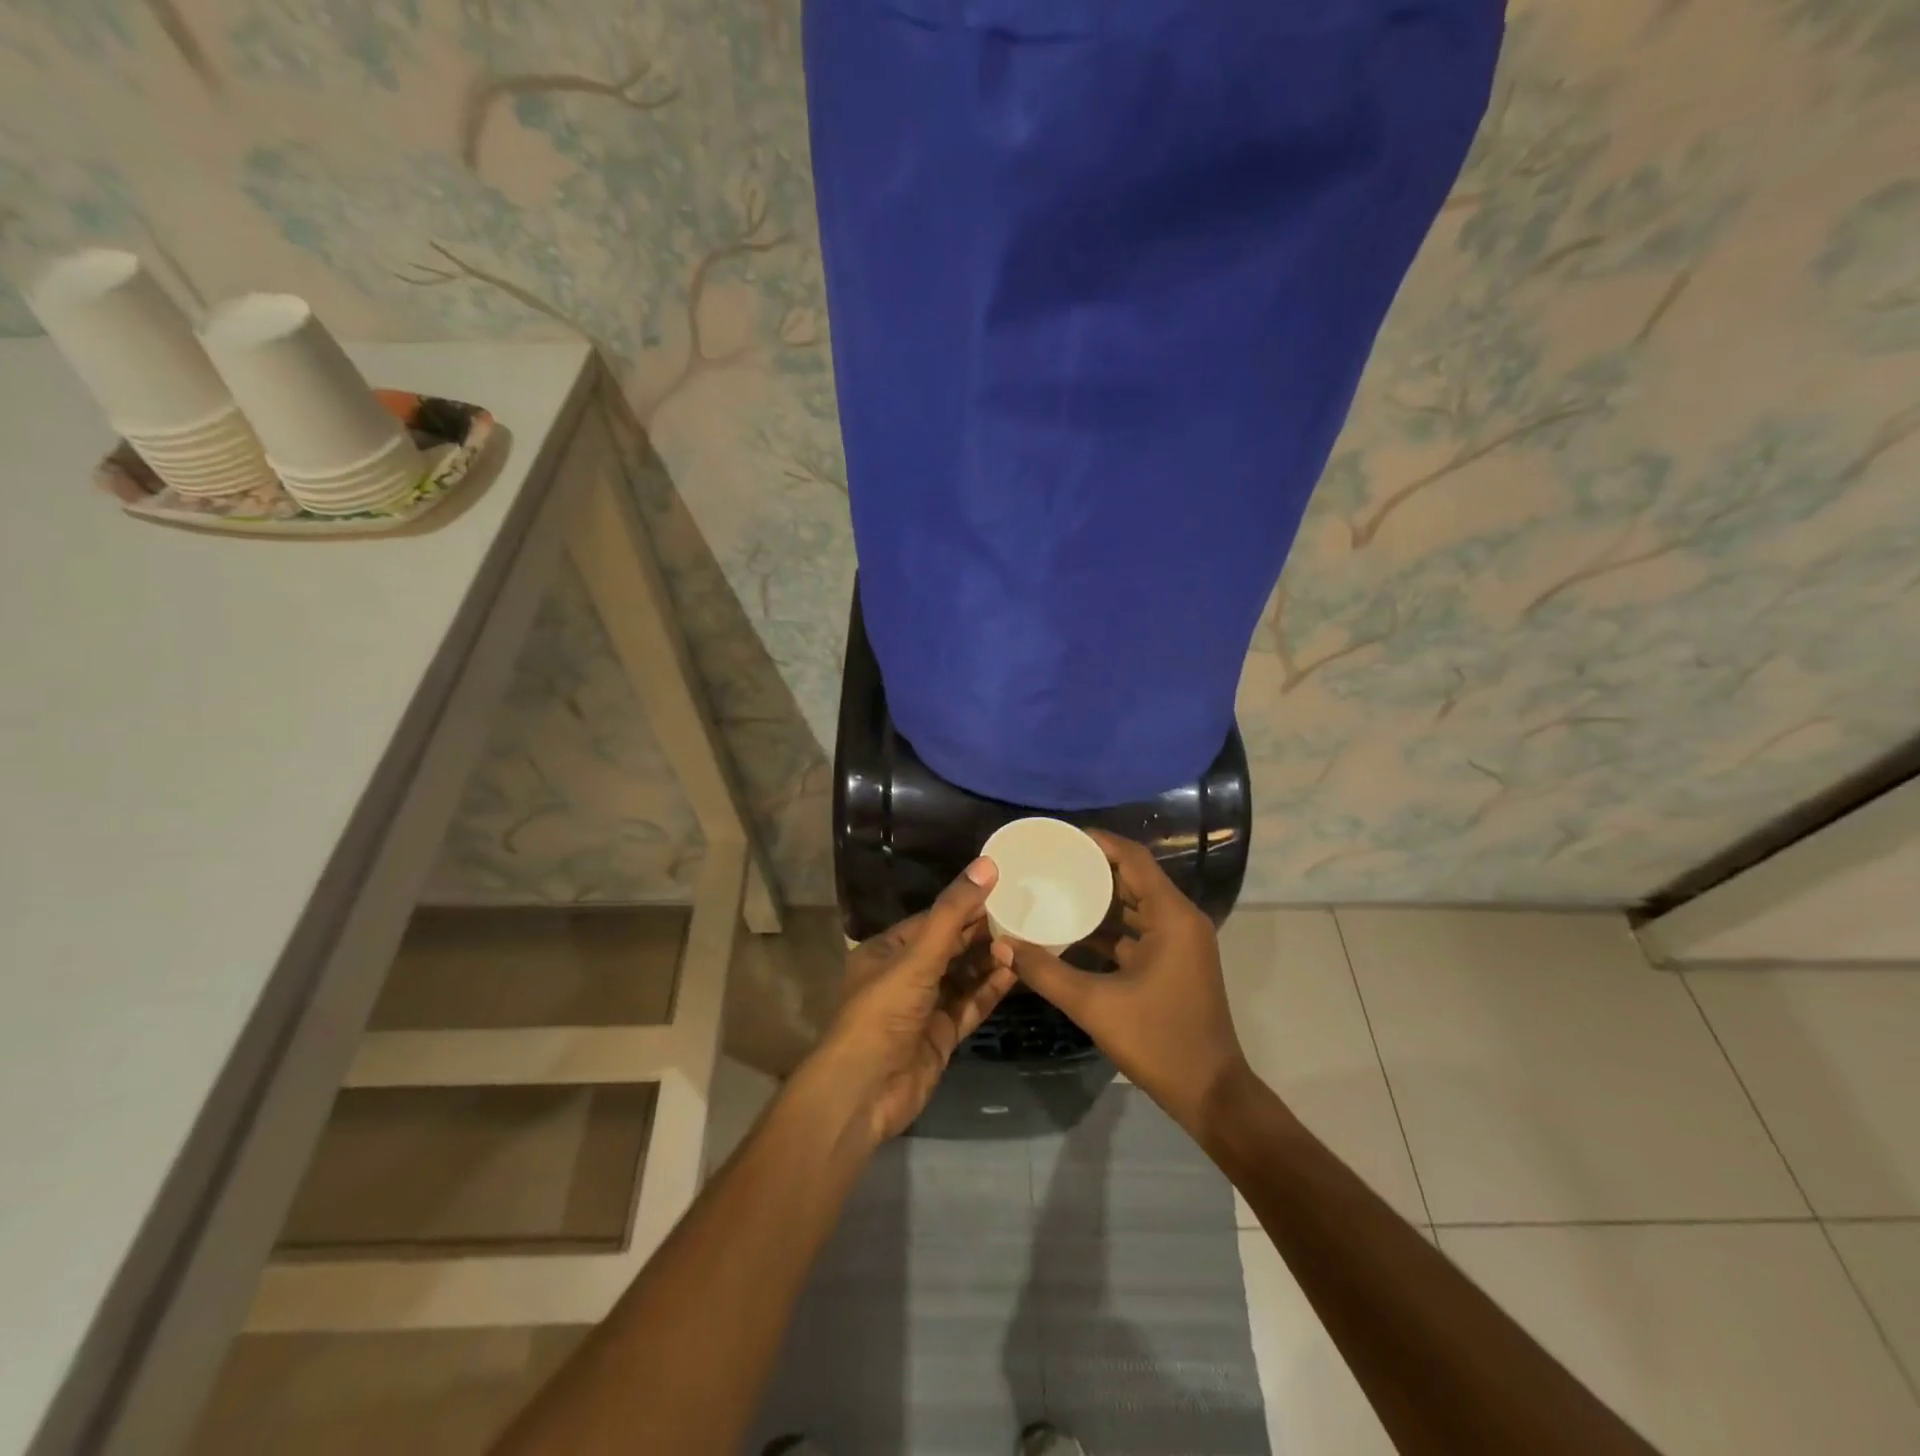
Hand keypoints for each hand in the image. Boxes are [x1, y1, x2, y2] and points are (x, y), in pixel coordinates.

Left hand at [815, 857, 1019, 1144]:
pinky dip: (990, 989)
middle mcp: (906, 974)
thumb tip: (987, 864)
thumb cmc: (882, 1012)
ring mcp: (925, 1006)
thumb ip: (953, 913)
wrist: (863, 1092)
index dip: (966, 904)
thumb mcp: (917, 956)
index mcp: (888, 950)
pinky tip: (1015, 973)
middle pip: (951, 946)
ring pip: (963, 975)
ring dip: (990, 960)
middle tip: (1024, 913)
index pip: (934, 919)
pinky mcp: (942, 1034)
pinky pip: (970, 1004)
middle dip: (983, 932)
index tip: (1004, 888)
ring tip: (1025, 941)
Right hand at [991, 830, 1248, 1134]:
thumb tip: (1003, 945)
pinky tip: (1073, 931)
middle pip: (1134, 878)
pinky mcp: (1174, 963)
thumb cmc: (1158, 1041)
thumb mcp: (1095, 1005)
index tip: (1061, 838)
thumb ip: (1045, 971)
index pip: (1134, 859)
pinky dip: (1110, 927)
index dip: (1099, 842)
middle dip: (1094, 869)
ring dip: (1100, 899)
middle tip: (1050, 863)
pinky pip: (1138, 930)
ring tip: (1056, 888)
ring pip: (1135, 905)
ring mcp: (1180, 943)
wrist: (1211, 1093)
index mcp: (1171, 916)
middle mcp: (1180, 920)